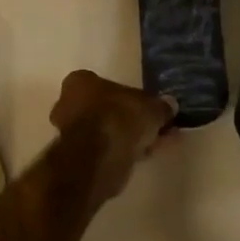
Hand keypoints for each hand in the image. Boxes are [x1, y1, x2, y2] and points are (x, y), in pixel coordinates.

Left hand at [49, 70, 176, 202]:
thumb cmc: (120, 117)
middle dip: (131, 118)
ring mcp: (72, 133)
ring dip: (131, 136)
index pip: (107, 84)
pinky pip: (108, 149)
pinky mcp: (79, 158)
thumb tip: (170, 105)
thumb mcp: (151, 107)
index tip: (148, 106)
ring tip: (160, 142)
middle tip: (157, 125)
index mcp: (80, 82)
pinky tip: (150, 154)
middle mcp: (69, 104)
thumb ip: (161, 106)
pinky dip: (127, 151)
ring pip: (108, 131)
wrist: (100, 157)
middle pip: (107, 109)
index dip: (131, 97)